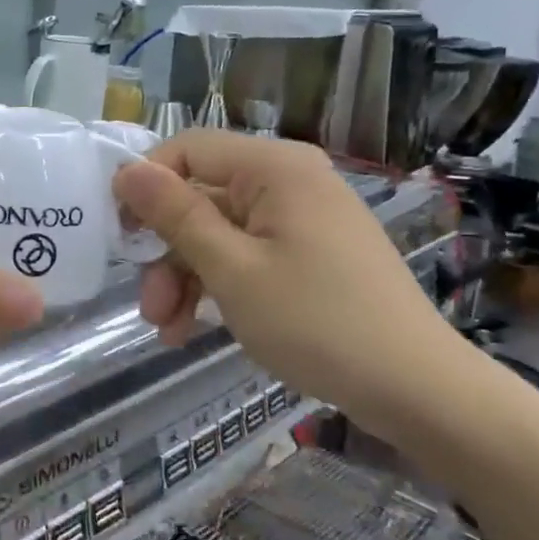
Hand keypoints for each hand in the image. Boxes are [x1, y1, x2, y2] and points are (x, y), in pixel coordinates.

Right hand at [112, 131, 473, 435]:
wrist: (418, 390)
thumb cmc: (317, 323)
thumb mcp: (231, 269)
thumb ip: (175, 215)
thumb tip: (126, 170)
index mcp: (275, 168)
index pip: (187, 149)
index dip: (146, 185)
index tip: (120, 234)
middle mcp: (289, 180)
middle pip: (201, 198)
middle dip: (166, 252)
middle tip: (148, 308)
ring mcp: (301, 217)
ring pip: (219, 232)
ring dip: (186, 278)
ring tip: (169, 330)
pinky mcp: (310, 251)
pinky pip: (247, 253)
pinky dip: (218, 285)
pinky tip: (195, 328)